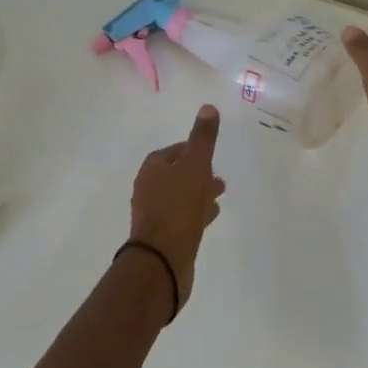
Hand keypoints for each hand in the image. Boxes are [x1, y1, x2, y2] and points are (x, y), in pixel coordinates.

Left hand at [127, 105, 225, 311]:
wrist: (162, 260)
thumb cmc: (178, 207)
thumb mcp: (195, 167)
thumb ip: (203, 139)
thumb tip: (208, 107)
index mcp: (152, 169)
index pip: (173, 152)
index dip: (192, 150)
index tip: (210, 153)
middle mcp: (148, 189)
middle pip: (176, 175)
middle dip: (198, 173)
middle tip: (219, 178)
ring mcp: (154, 215)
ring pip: (180, 197)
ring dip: (199, 194)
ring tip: (219, 197)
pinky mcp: (163, 236)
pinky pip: (182, 217)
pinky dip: (196, 213)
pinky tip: (210, 218)